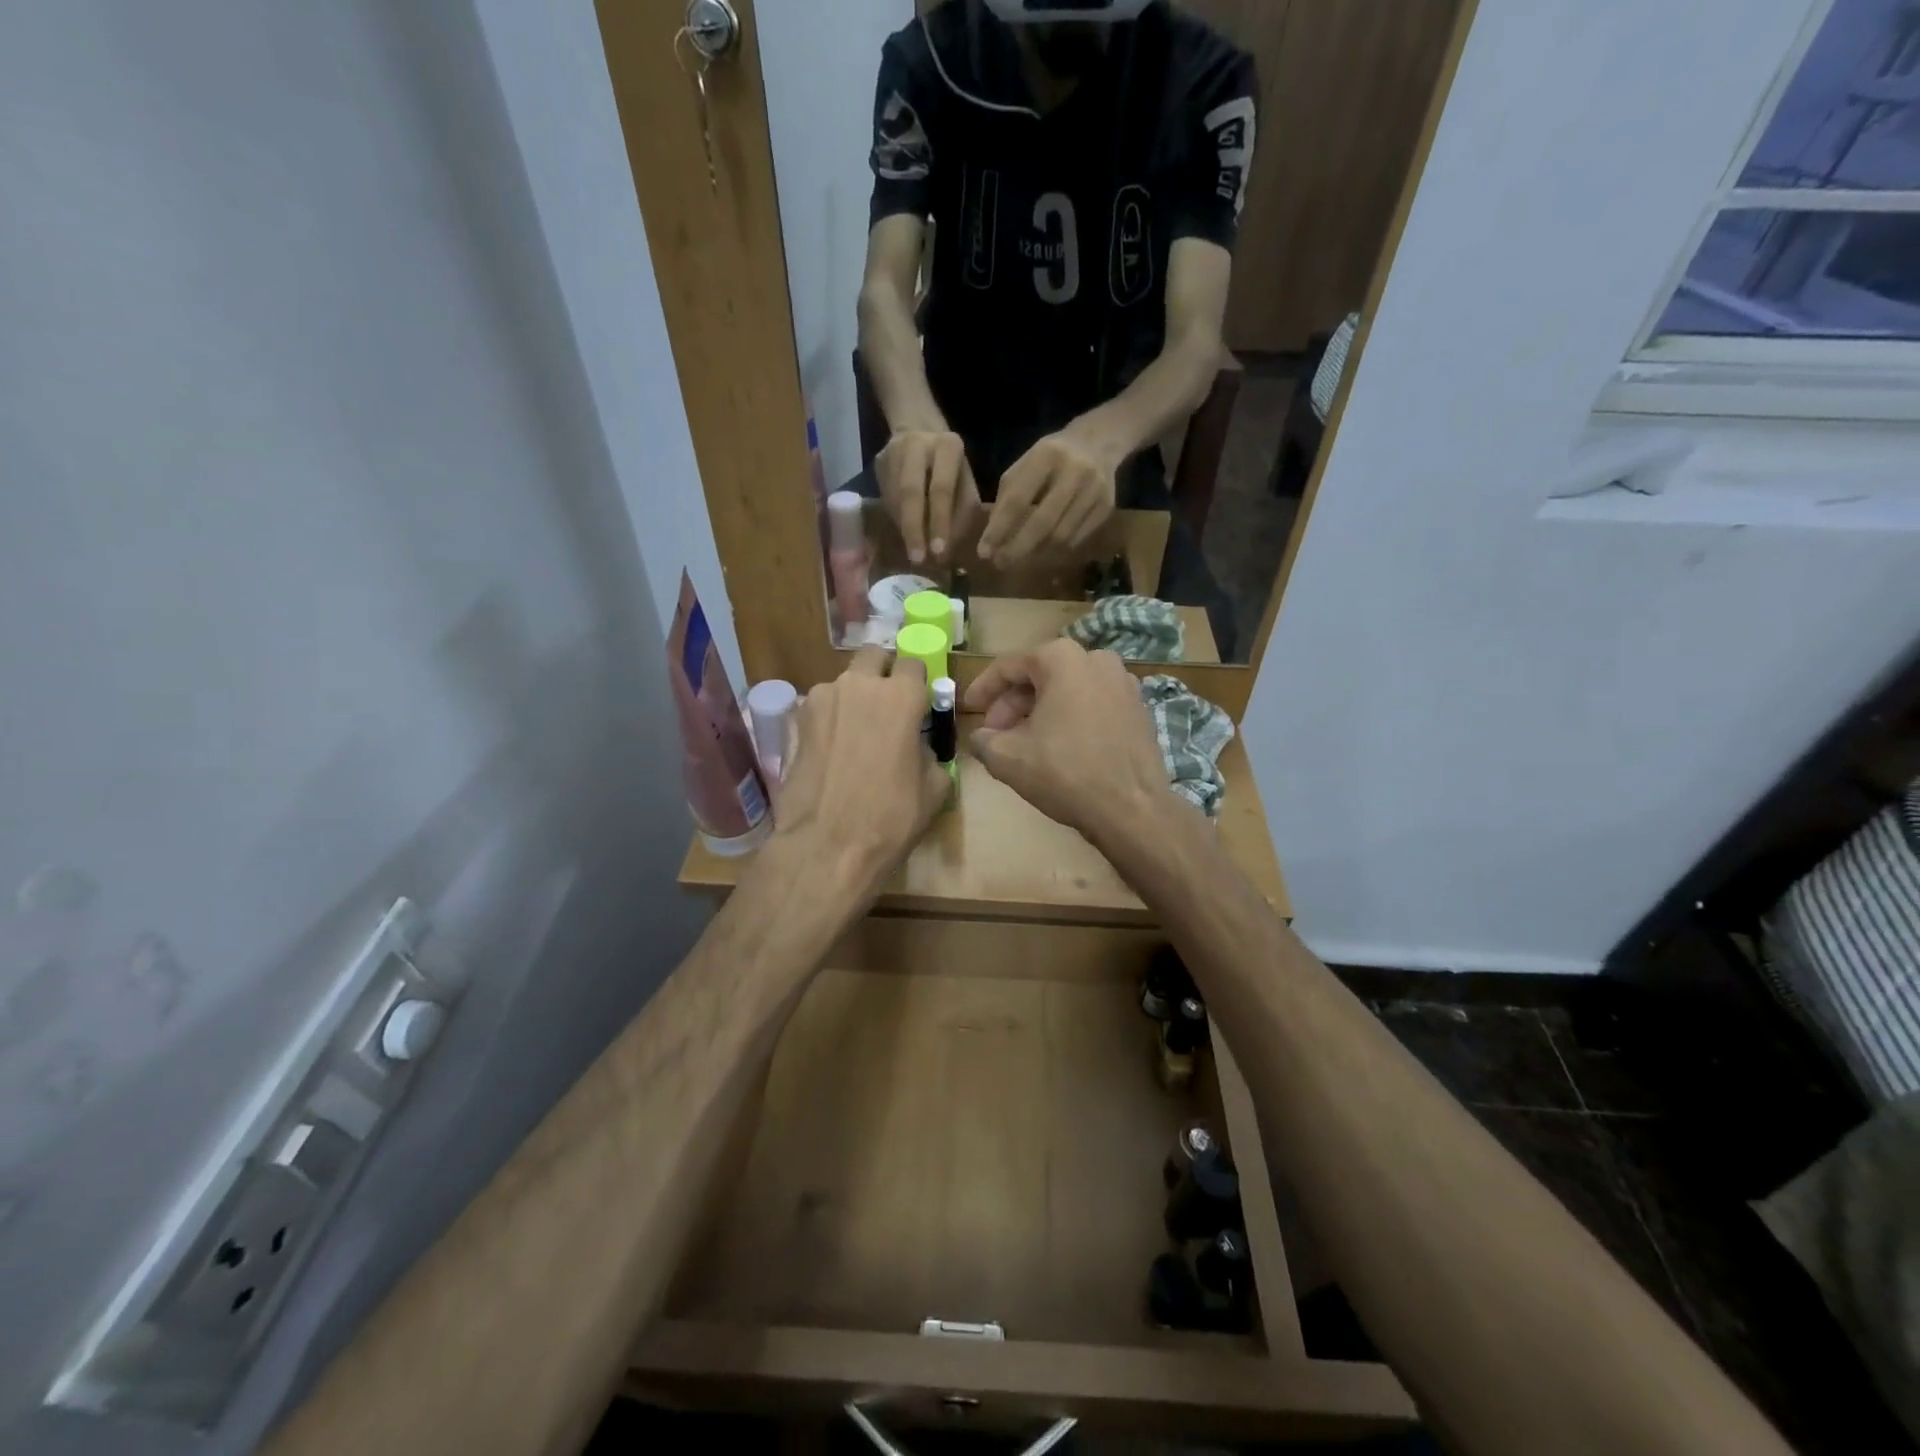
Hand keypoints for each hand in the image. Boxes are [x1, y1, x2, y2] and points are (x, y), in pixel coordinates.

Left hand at [771, 647, 950, 902]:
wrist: (827, 846)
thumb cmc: (890, 818)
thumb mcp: (934, 787)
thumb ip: (930, 751)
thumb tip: (919, 745)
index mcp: (900, 696)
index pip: (913, 662)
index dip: (918, 681)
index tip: (919, 701)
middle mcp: (859, 685)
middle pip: (874, 656)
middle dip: (883, 672)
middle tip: (888, 705)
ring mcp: (822, 699)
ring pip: (844, 682)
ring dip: (854, 696)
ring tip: (856, 733)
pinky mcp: (796, 721)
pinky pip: (821, 707)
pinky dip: (831, 719)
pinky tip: (833, 750)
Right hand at [875, 427, 981, 565]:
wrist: (921, 432)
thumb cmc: (952, 468)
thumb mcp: (966, 486)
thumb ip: (961, 514)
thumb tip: (945, 552)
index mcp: (947, 446)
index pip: (941, 489)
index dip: (939, 522)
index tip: (939, 552)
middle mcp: (918, 444)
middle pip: (910, 492)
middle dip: (914, 530)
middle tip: (918, 559)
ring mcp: (893, 451)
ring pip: (895, 498)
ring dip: (905, 529)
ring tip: (915, 552)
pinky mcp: (879, 462)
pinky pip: (886, 498)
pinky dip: (897, 520)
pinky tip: (906, 534)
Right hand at [965, 638, 1175, 846]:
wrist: (1131, 808)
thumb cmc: (1064, 773)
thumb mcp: (1006, 757)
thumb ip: (982, 740)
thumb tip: (981, 738)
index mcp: (1062, 658)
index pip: (1008, 667)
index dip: (983, 689)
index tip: (968, 709)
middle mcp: (1096, 659)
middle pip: (1040, 676)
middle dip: (1012, 705)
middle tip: (994, 734)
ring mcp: (1123, 683)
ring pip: (1067, 691)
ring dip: (1040, 712)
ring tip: (1023, 744)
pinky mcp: (1138, 709)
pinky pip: (1092, 705)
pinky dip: (1069, 719)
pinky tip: (1058, 748)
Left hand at [976, 427, 1117, 564]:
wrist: (1098, 444)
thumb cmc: (1050, 458)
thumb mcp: (1025, 465)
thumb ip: (1008, 497)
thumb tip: (993, 538)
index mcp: (1047, 455)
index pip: (1018, 499)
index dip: (1000, 529)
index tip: (983, 551)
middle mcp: (1074, 472)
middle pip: (1043, 522)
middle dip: (1018, 547)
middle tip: (1000, 563)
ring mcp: (1094, 490)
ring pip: (1061, 535)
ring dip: (1037, 552)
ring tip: (1019, 558)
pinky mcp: (1106, 507)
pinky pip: (1077, 539)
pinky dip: (1057, 550)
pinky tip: (1044, 551)